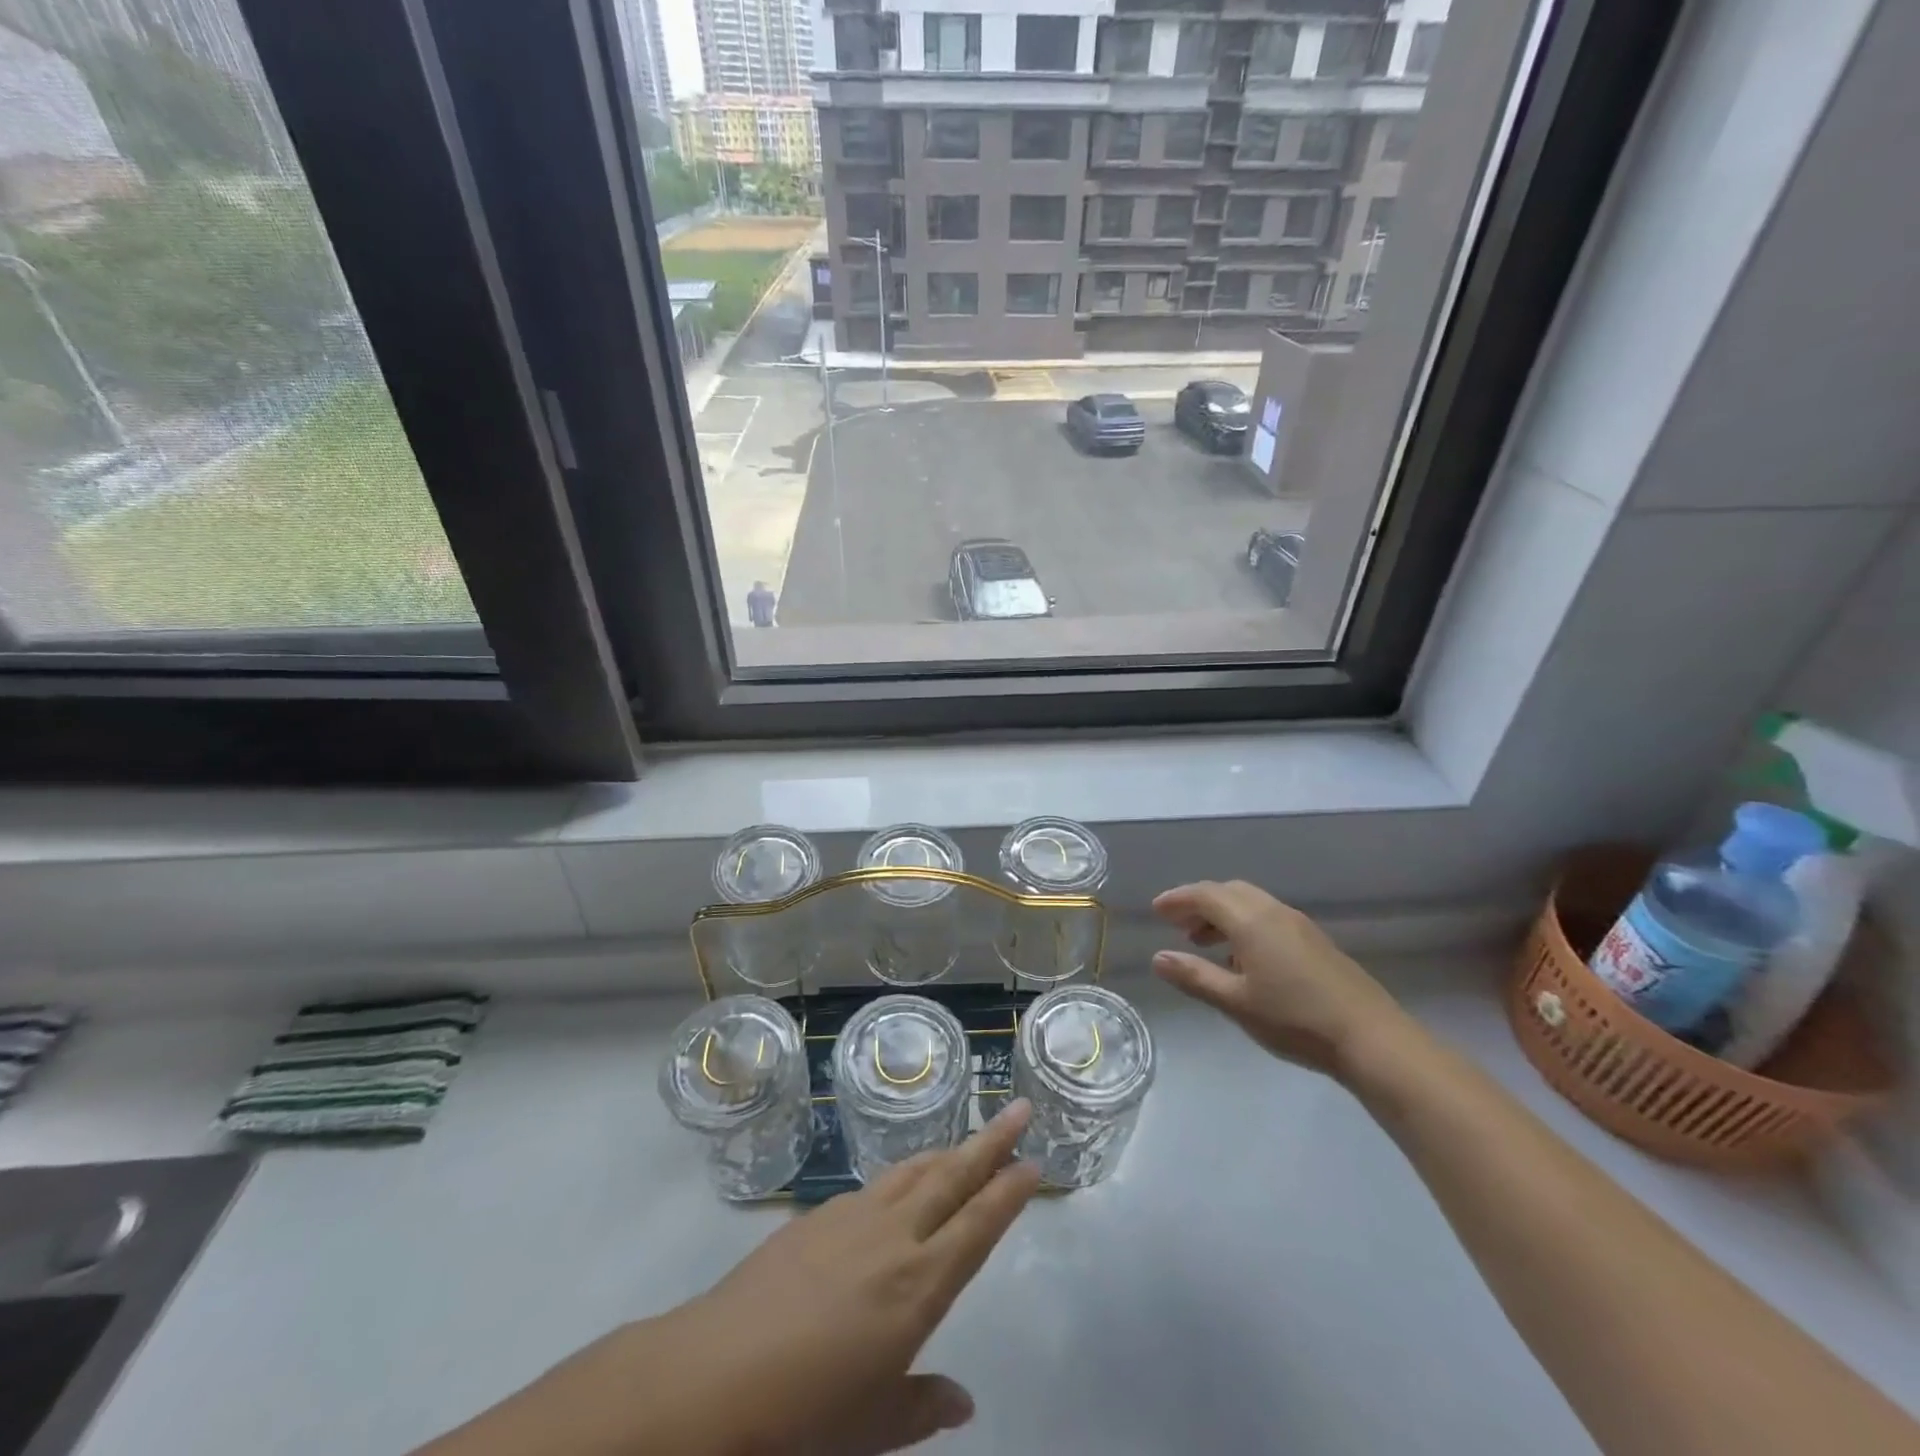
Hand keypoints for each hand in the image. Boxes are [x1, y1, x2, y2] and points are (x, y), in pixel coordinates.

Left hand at [418, 1100, 1040, 1455]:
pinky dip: (902, 1175)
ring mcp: (852, 1218)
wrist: (712, 1376)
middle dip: (990, 1142)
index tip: (1035, 1163)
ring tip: (968, 1139)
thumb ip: (920, 1406)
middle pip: (952, 1176)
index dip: (1009, 1193)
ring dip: (946, 1153)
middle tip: (1019, 1108)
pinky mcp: (816, 1216)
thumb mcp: (869, 1425)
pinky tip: (901, 1184)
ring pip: (913, 1171)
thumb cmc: (801, 1417)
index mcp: (918, 1287)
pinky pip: (875, 1185)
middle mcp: (894, 1237)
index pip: (978, 1226)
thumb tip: (963, 1401)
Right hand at [1151, 880, 1409, 1077]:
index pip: (1205, 894)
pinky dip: (1245, 926)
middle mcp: (1274, 912)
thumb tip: (1158, 958)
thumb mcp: (1235, 1002)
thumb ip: (1195, 976)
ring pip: (1251, 904)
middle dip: (1199, 904)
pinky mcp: (1315, 942)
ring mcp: (1299, 925)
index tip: (1156, 911)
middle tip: (1177, 927)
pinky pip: (1269, 918)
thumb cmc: (1295, 1020)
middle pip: (1229, 892)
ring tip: (1205, 945)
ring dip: (1223, 916)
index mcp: (1251, 920)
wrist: (1371, 1039)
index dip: (1178, 899)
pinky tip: (1244, 961)